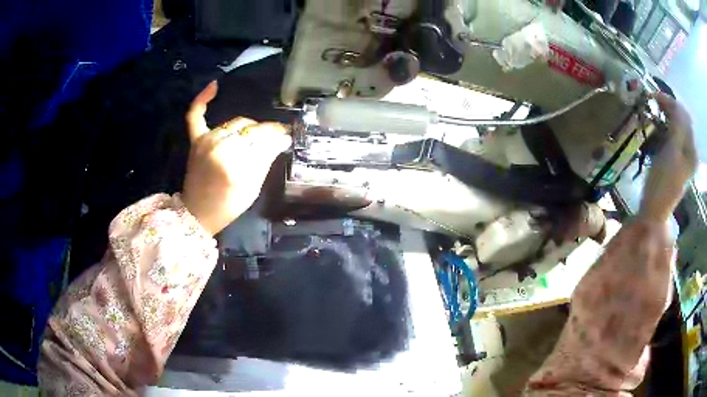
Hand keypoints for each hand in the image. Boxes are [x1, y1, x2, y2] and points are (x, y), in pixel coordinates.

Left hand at [182, 81, 290, 234]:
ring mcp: (205, 141)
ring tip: (254, 136)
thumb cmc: (228, 206)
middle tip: (273, 139)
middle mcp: (220, 148)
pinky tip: (214, 85)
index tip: (287, 136)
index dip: (277, 136)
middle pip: (250, 129)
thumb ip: (266, 160)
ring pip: (235, 123)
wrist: (197, 213)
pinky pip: (196, 115)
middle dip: (265, 133)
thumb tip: (283, 139)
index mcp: (235, 164)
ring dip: (247, 127)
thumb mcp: (253, 188)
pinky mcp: (196, 140)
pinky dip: (203, 100)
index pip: (263, 140)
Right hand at [640, 93, 697, 221]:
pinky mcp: (676, 160)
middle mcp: (690, 151)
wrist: (655, 210)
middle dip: (668, 107)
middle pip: (681, 119)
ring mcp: (684, 156)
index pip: (683, 114)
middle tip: (652, 102)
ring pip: (677, 126)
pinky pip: (673, 135)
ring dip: (666, 116)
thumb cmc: (663, 182)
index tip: (653, 96)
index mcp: (692, 149)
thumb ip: (677, 126)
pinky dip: (665, 127)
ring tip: (654, 113)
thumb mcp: (672, 151)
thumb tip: (674, 103)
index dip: (670, 101)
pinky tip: (657, 127)